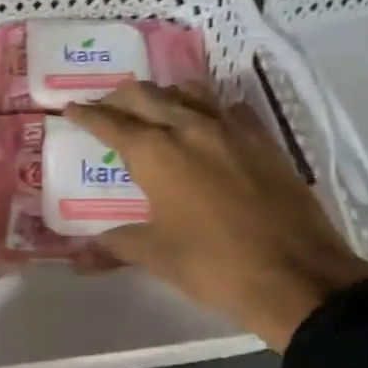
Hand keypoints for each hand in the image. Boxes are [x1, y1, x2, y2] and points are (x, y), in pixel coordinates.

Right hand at [66, 82, 367, 350]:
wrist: (297, 275)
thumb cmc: (215, 266)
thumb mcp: (157, 256)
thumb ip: (117, 244)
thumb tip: (85, 253)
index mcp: (156, 153)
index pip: (111, 123)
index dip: (87, 114)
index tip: (71, 109)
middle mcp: (190, 128)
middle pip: (146, 95)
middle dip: (120, 97)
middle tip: (106, 107)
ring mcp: (231, 129)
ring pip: (189, 92)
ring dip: (163, 94)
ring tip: (153, 108)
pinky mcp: (263, 140)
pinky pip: (228, 108)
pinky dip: (207, 108)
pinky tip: (207, 123)